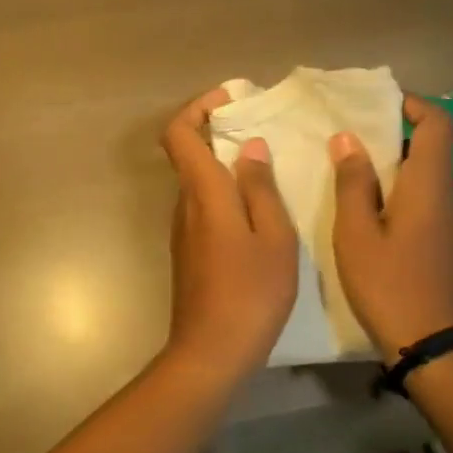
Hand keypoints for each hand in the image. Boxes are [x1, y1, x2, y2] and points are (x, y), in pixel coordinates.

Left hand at [159, 89, 298, 375]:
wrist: (211, 352)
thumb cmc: (250, 293)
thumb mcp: (274, 238)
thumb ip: (261, 189)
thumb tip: (249, 148)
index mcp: (204, 193)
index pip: (179, 134)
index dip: (197, 108)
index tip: (230, 100)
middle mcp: (185, 205)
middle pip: (188, 154)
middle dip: (218, 133)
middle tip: (262, 131)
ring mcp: (183, 231)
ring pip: (198, 183)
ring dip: (224, 166)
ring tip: (269, 170)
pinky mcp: (189, 252)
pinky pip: (204, 208)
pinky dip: (225, 195)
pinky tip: (258, 212)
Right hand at [330, 95, 452, 357]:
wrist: (435, 347)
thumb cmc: (390, 285)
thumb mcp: (357, 234)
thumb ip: (352, 183)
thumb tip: (347, 138)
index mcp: (430, 185)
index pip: (438, 123)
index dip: (413, 105)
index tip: (377, 105)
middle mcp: (450, 195)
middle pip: (432, 146)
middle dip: (394, 133)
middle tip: (351, 137)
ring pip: (428, 175)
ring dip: (395, 164)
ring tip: (352, 170)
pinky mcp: (449, 243)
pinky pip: (428, 199)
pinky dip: (402, 190)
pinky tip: (371, 210)